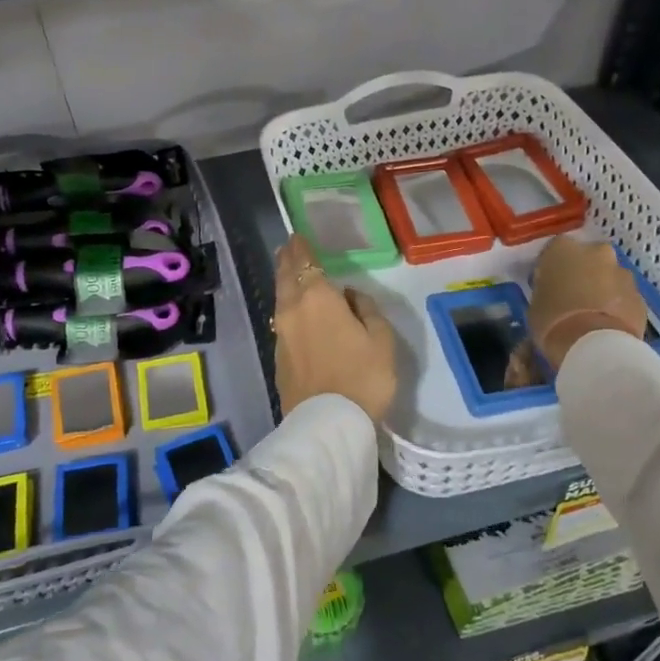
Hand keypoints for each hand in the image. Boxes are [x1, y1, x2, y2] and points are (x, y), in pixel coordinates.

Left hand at [272, 235, 397, 422]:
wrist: (328, 423)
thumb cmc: (363, 377)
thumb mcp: (381, 340)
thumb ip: (367, 310)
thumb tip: (351, 296)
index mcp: (317, 298)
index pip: (304, 262)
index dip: (301, 248)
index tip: (298, 236)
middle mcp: (292, 310)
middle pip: (285, 277)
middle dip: (287, 260)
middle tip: (288, 247)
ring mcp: (281, 335)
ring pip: (280, 299)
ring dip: (284, 283)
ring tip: (289, 273)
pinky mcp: (278, 358)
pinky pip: (281, 322)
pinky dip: (286, 308)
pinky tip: (294, 312)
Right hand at [527, 237, 647, 370]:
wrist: (595, 345)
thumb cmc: (553, 322)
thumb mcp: (535, 304)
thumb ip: (545, 289)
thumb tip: (553, 292)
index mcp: (563, 249)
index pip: (553, 251)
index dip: (551, 268)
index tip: (547, 284)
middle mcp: (596, 251)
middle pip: (588, 258)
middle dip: (582, 273)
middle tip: (572, 296)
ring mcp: (622, 272)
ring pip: (609, 276)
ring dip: (602, 288)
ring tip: (592, 314)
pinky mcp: (640, 295)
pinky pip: (623, 296)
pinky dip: (616, 305)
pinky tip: (606, 325)